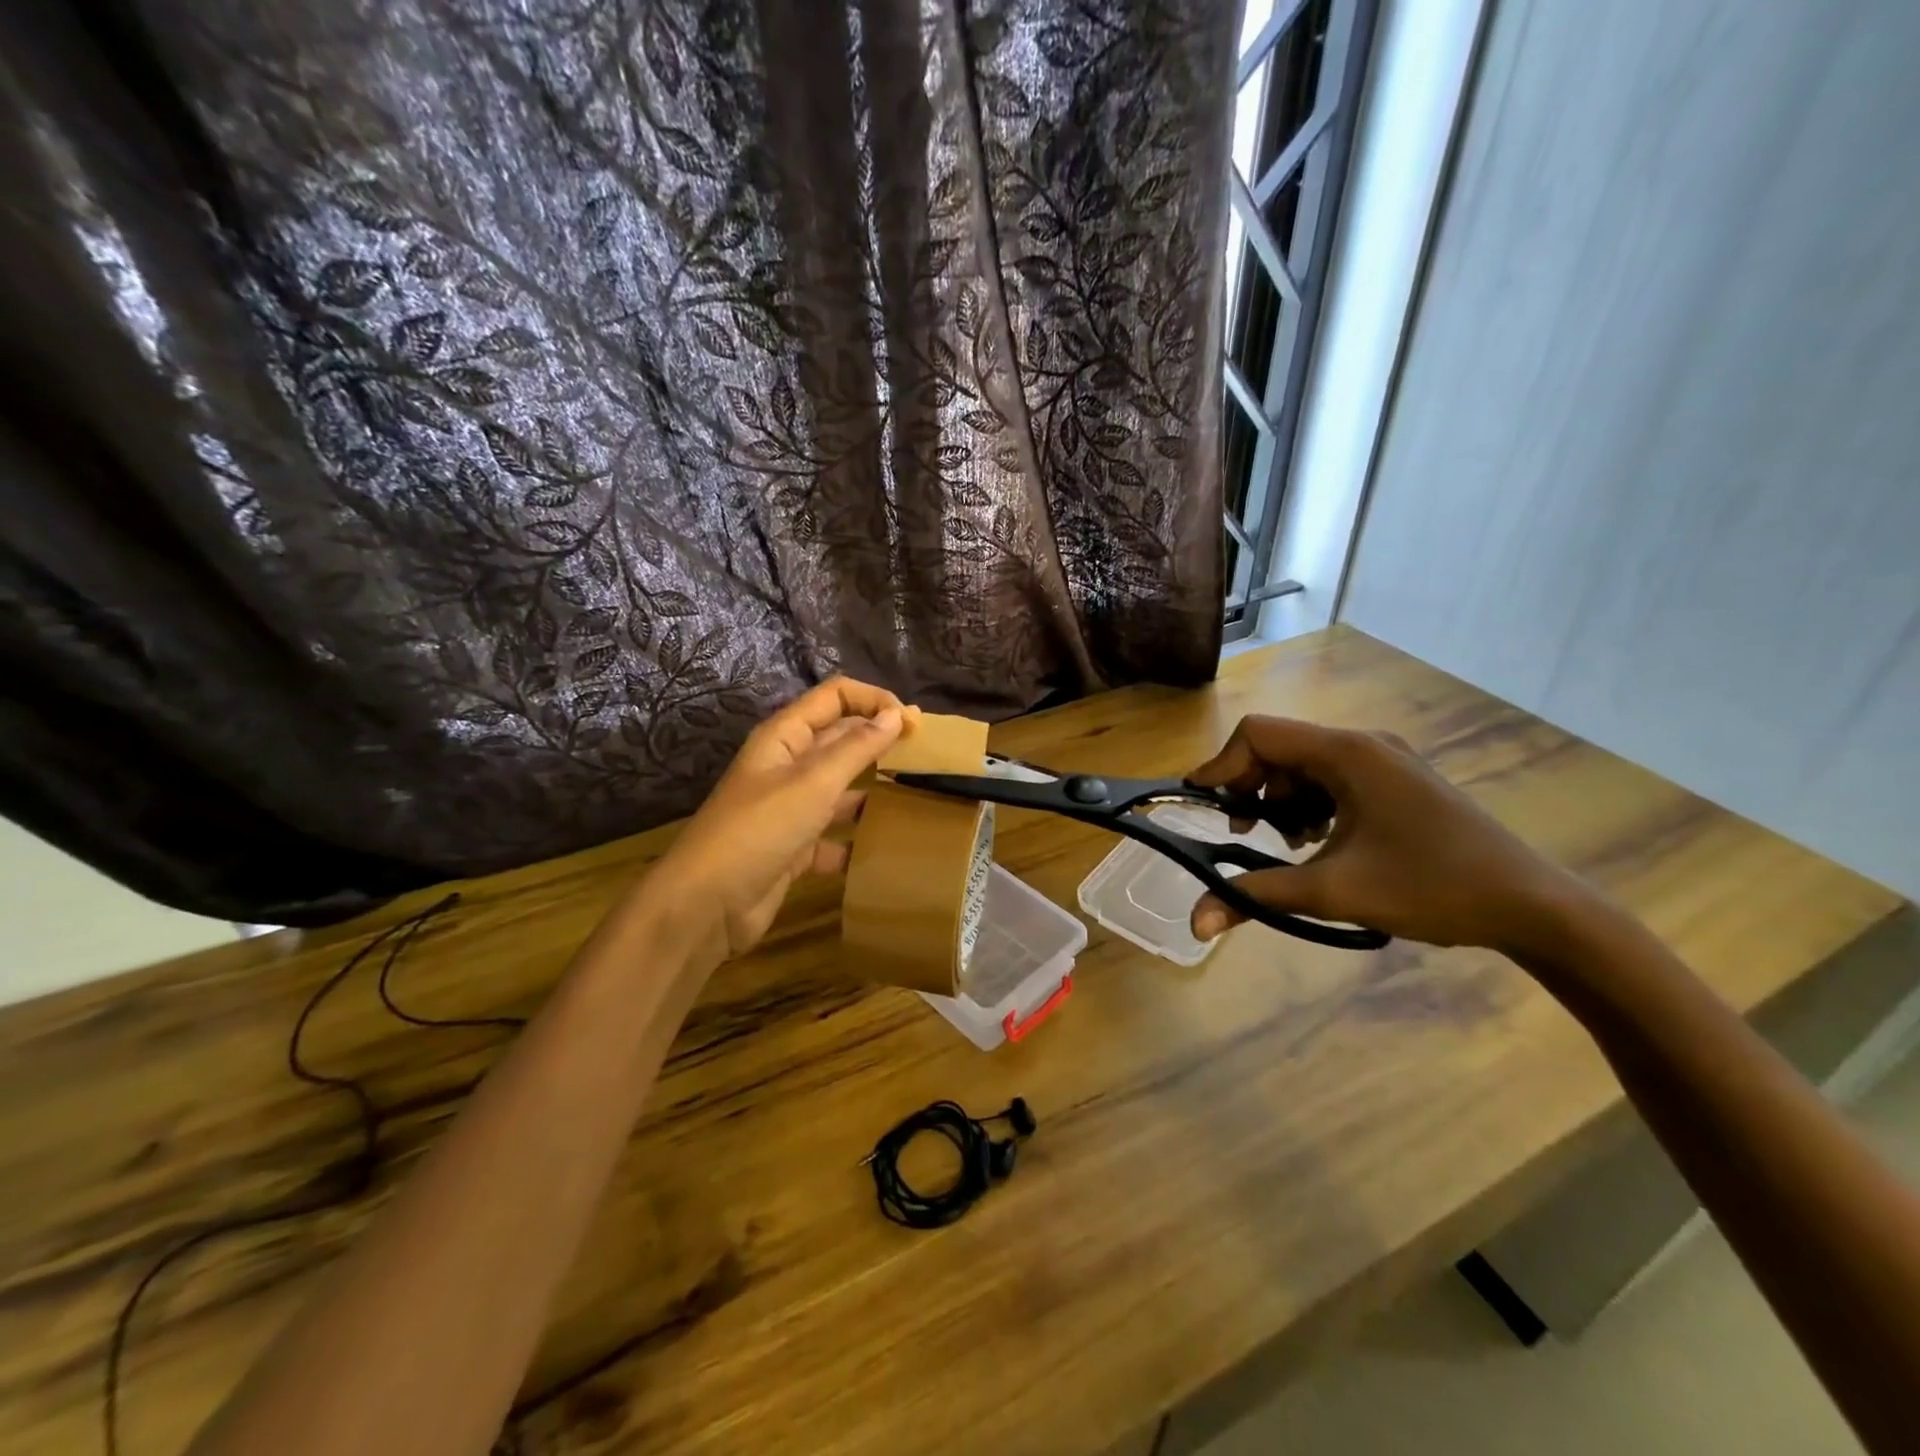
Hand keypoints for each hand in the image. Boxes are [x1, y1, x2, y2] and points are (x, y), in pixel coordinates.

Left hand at [642, 678, 907, 962]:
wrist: (707, 905)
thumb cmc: (760, 830)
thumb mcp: (813, 783)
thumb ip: (857, 747)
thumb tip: (896, 714)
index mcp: (786, 737)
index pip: (836, 696)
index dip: (875, 700)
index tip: (916, 723)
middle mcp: (789, 765)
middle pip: (841, 738)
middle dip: (881, 739)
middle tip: (927, 753)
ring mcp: (791, 807)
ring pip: (842, 787)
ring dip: (874, 789)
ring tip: (917, 795)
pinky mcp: (796, 847)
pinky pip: (836, 834)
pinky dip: (858, 840)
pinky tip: (887, 847)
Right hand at [1186, 716, 1598, 952]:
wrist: (1532, 905)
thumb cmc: (1431, 887)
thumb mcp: (1334, 892)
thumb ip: (1256, 896)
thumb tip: (1194, 924)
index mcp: (1347, 752)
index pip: (1259, 734)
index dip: (1222, 765)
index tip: (1201, 806)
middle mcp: (1363, 743)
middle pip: (1280, 747)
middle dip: (1251, 788)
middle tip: (1244, 835)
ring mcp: (1385, 760)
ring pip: (1305, 765)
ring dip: (1281, 800)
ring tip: (1285, 845)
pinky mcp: (1398, 781)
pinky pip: (1333, 779)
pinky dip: (1311, 805)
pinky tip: (1320, 842)